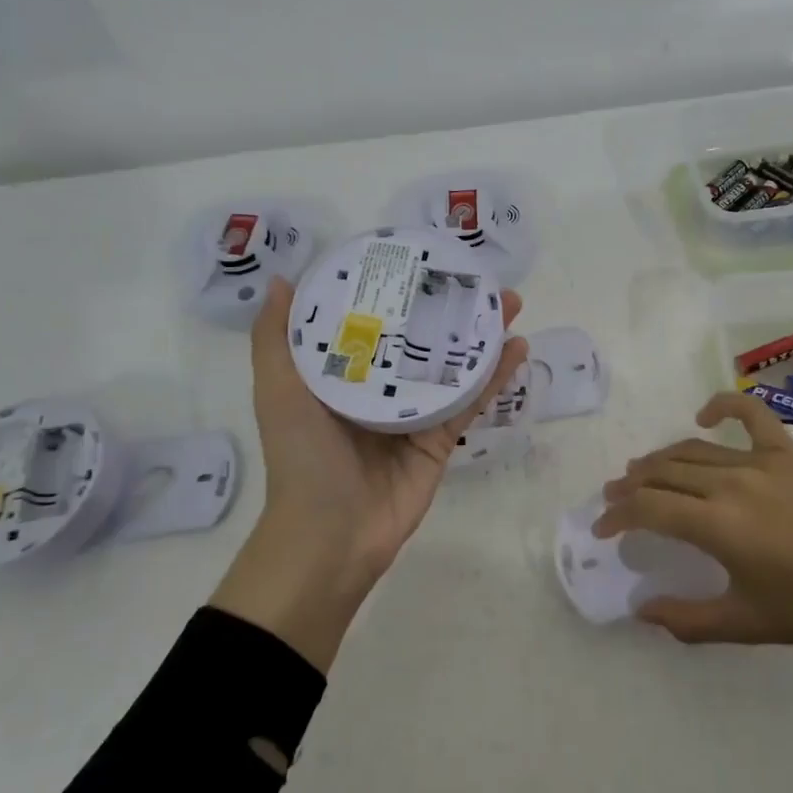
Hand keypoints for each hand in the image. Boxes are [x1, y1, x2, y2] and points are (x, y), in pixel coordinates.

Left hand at [211, 277, 528, 671]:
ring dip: (480, 334)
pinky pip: (470, 400)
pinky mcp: (440, 438)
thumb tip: (280, 280)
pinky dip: (494, 375)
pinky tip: (517, 347)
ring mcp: (413, 413)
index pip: (370, 319)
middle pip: (419, 336)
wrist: (331, 534)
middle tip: (477, 278)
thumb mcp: (277, 390)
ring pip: (451, 364)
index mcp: (340, 373)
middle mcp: (379, 387)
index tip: (419, 258)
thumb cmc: (302, 456)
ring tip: (507, 303)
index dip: (395, 288)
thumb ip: (276, 339)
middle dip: (448, 307)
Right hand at [598, 391, 792, 712]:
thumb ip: (687, 619)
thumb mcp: (746, 624)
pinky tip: (703, 414)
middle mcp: (730, 484)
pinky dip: (722, 406)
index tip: (602, 529)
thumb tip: (640, 610)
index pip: (648, 509)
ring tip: (639, 470)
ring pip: (692, 450)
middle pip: (662, 473)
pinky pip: (750, 415)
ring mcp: (760, 462)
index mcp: (718, 526)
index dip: (617, 516)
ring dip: (659, 458)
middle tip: (614, 498)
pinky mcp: (787, 451)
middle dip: (630, 486)